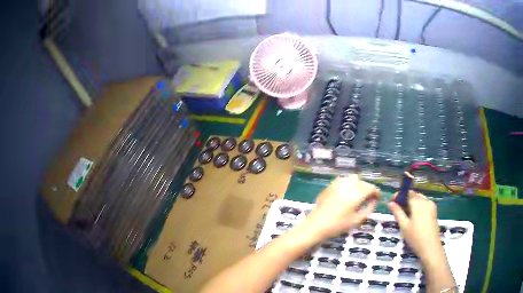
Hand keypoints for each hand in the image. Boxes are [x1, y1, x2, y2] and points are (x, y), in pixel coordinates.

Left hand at [301, 175, 380, 241]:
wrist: (315, 226)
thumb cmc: (337, 226)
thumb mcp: (357, 220)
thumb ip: (369, 209)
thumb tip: (374, 201)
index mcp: (356, 194)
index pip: (371, 188)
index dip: (376, 193)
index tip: (378, 198)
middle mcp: (348, 185)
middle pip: (363, 182)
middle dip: (368, 189)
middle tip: (369, 199)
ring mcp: (337, 184)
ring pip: (353, 179)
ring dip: (358, 185)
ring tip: (358, 195)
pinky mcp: (330, 185)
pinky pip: (343, 180)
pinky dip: (348, 184)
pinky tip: (346, 194)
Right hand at [388, 191, 442, 259]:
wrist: (430, 247)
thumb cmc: (415, 237)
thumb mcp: (404, 226)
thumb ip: (398, 213)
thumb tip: (390, 203)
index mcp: (417, 203)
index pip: (407, 193)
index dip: (399, 196)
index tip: (392, 201)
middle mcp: (425, 201)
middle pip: (414, 195)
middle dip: (406, 199)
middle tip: (397, 209)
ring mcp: (431, 205)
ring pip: (420, 199)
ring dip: (412, 203)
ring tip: (405, 214)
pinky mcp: (434, 211)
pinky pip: (425, 204)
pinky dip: (418, 206)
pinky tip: (414, 216)